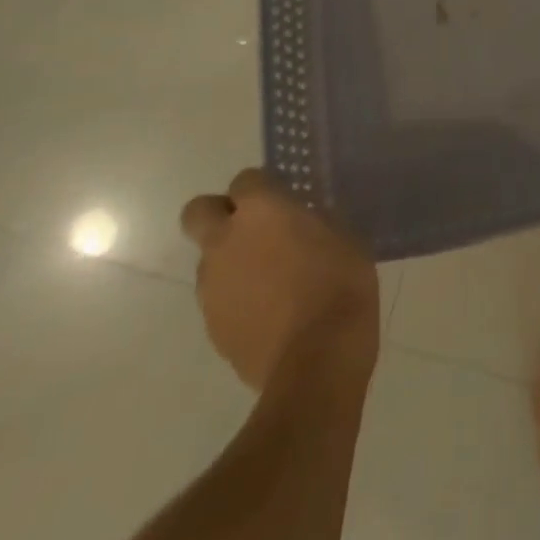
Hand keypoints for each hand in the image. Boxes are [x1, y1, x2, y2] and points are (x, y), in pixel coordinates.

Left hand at [179, 170, 379, 389]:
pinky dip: (236, 299)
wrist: (317, 359)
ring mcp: (213, 287)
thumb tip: (300, 220)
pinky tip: (267, 313)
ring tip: (267, 280)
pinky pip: (218, 299)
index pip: (245, 179)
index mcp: (260, 210)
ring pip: (208, 260)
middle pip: (198, 212)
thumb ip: (311, 220)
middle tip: (251, 229)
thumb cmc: (339, 283)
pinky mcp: (212, 327)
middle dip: (217, 215)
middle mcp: (225, 241)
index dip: (261, 187)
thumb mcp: (341, 234)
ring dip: (229, 262)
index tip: (282, 198)